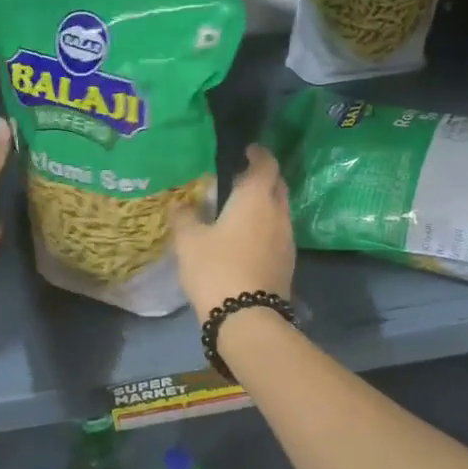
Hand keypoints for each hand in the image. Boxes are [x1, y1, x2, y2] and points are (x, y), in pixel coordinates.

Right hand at [171, 144, 294, 317]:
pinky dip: (266, 226)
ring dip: (265, 204)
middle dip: (263, 178)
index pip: (267, 164)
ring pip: (279, 210)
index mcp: (256, 198)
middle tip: (241, 178)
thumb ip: (184, 217)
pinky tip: (247, 238)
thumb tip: (180, 204)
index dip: (259, 154)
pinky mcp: (288, 262)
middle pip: (277, 186)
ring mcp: (287, 239)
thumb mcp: (189, 241)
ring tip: (241, 209)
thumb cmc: (216, 268)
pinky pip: (278, 232)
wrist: (247, 318)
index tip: (248, 150)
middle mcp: (278, 213)